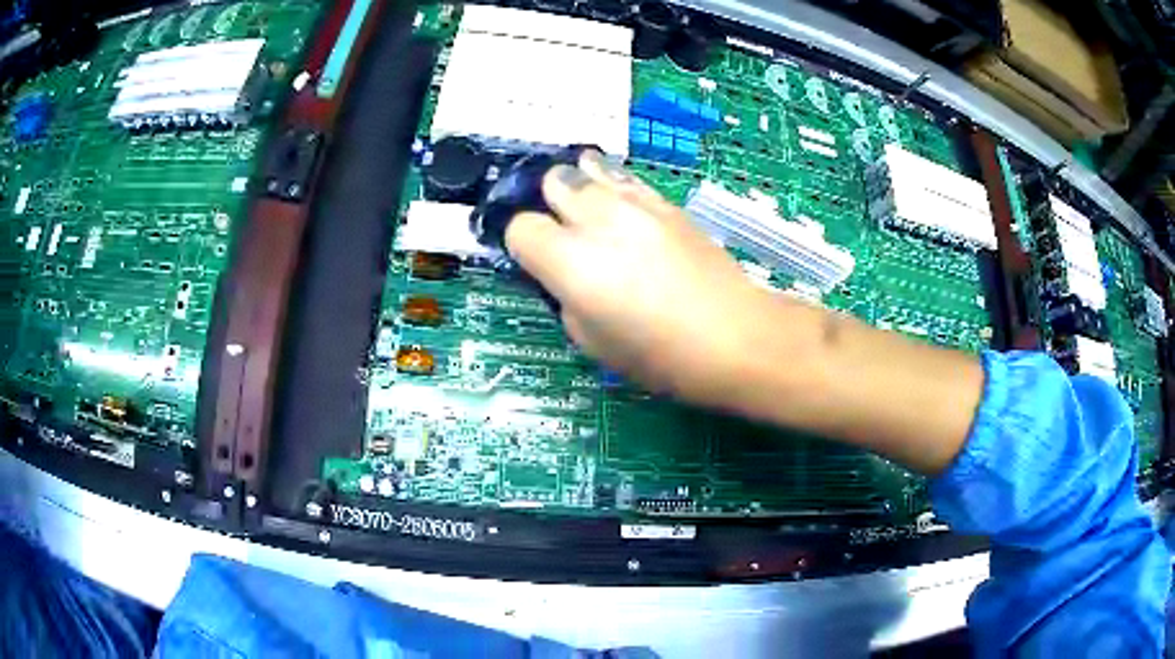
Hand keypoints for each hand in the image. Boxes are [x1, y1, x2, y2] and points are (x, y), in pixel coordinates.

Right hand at [504, 151, 783, 404]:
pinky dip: (614, 187)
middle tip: (565, 232)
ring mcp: (636, 203)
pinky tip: (624, 210)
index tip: (536, 261)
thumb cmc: (659, 355)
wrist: (733, 335)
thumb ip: (564, 297)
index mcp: (570, 261)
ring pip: (589, 167)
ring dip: (581, 186)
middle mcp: (597, 218)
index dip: (524, 245)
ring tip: (591, 211)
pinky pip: (625, 178)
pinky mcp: (666, 202)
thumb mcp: (591, 341)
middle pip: (553, 181)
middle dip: (549, 203)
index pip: (520, 228)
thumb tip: (562, 275)